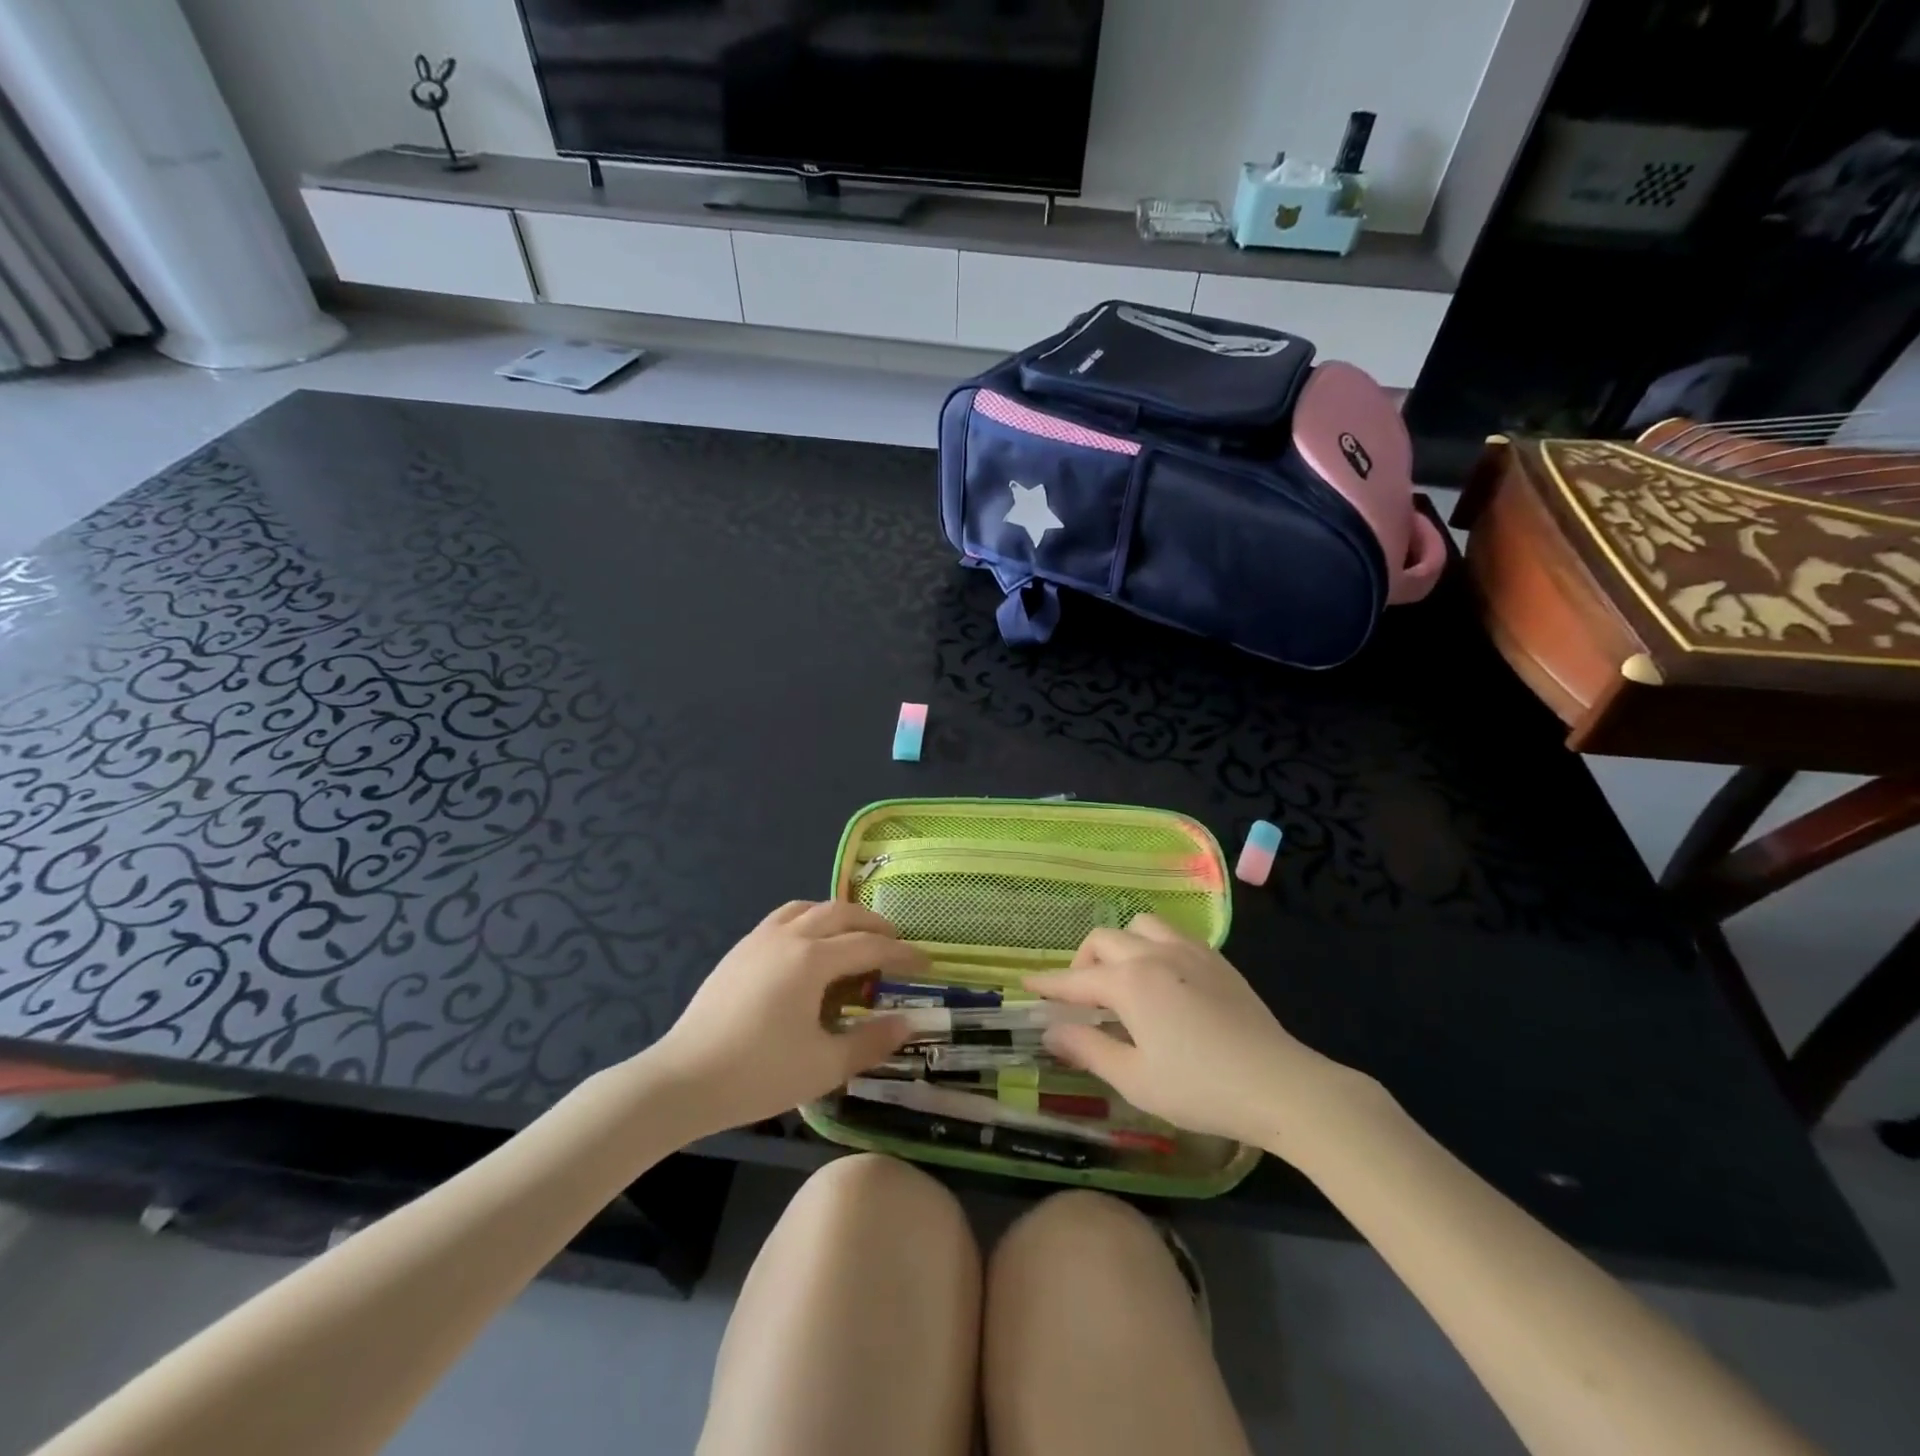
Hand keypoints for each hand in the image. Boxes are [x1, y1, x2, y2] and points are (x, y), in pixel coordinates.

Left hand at [651, 901, 924, 1132]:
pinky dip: (809, 921)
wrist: (682, 1080)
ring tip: (853, 938)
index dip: (902, 953)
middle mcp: (788, 937)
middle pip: (840, 913)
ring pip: (808, 909)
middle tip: (895, 943)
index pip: (870, 946)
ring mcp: (759, 939)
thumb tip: (908, 1023)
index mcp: (812, 959)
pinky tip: (808, 950)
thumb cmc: (758, 1074)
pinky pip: (784, 919)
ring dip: (838, 917)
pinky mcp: (739, 951)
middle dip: (873, 925)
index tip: (926, 963)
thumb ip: (870, 1041)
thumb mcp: (824, 1065)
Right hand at [1026, 915, 1367, 1153]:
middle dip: (1083, 963)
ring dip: (1121, 945)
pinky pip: (1172, 935)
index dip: (1048, 984)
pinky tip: (1162, 979)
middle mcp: (1155, 953)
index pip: (1076, 979)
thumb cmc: (1200, 1088)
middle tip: (1081, 997)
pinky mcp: (1217, 960)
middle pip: (1104, 940)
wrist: (1280, 1085)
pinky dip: (1152, 946)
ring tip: (1122, 980)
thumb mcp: (1135, 1079)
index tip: (1027, 984)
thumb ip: (1088, 1049)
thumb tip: (1051, 1031)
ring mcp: (1190, 952)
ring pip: (1140, 925)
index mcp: (1130, 982)